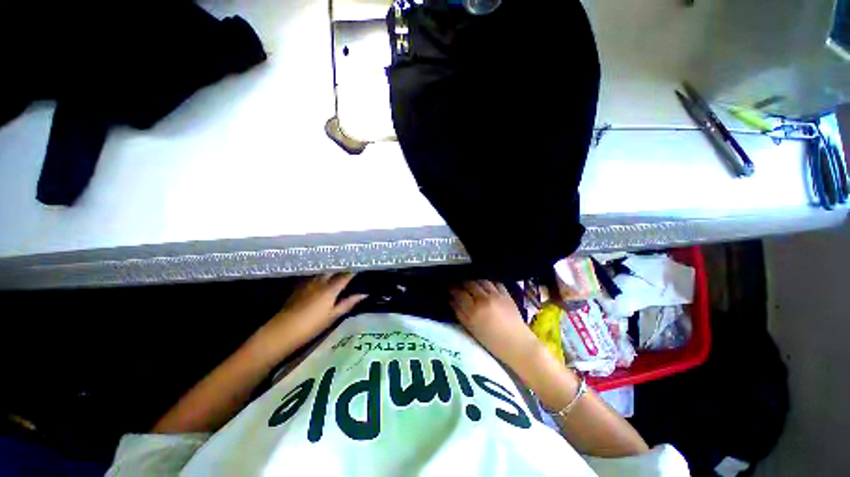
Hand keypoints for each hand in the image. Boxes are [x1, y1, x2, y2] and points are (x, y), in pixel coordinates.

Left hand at [252, 273, 366, 361]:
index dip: (353, 270)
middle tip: (350, 267)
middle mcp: (320, 281)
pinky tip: (321, 277)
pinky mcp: (299, 286)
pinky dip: (320, 274)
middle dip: (342, 267)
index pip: (345, 275)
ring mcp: (307, 283)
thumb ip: (348, 303)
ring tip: (338, 269)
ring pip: (322, 271)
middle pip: (333, 269)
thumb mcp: (333, 316)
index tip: (361, 266)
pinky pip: (313, 275)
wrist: (282, 331)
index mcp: (330, 288)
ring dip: (331, 269)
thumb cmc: (312, 326)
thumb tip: (364, 294)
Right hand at [450, 280, 540, 367]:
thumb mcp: (471, 329)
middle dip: (462, 282)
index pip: (459, 293)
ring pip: (482, 281)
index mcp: (474, 310)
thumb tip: (451, 300)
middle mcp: (484, 299)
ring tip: (471, 283)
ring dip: (474, 280)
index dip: (452, 289)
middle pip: (470, 284)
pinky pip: (495, 282)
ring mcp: (496, 295)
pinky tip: (486, 284)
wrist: (518, 345)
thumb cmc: (492, 342)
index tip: (448, 288)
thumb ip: (460, 314)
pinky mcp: (506, 294)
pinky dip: (488, 282)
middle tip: (458, 284)